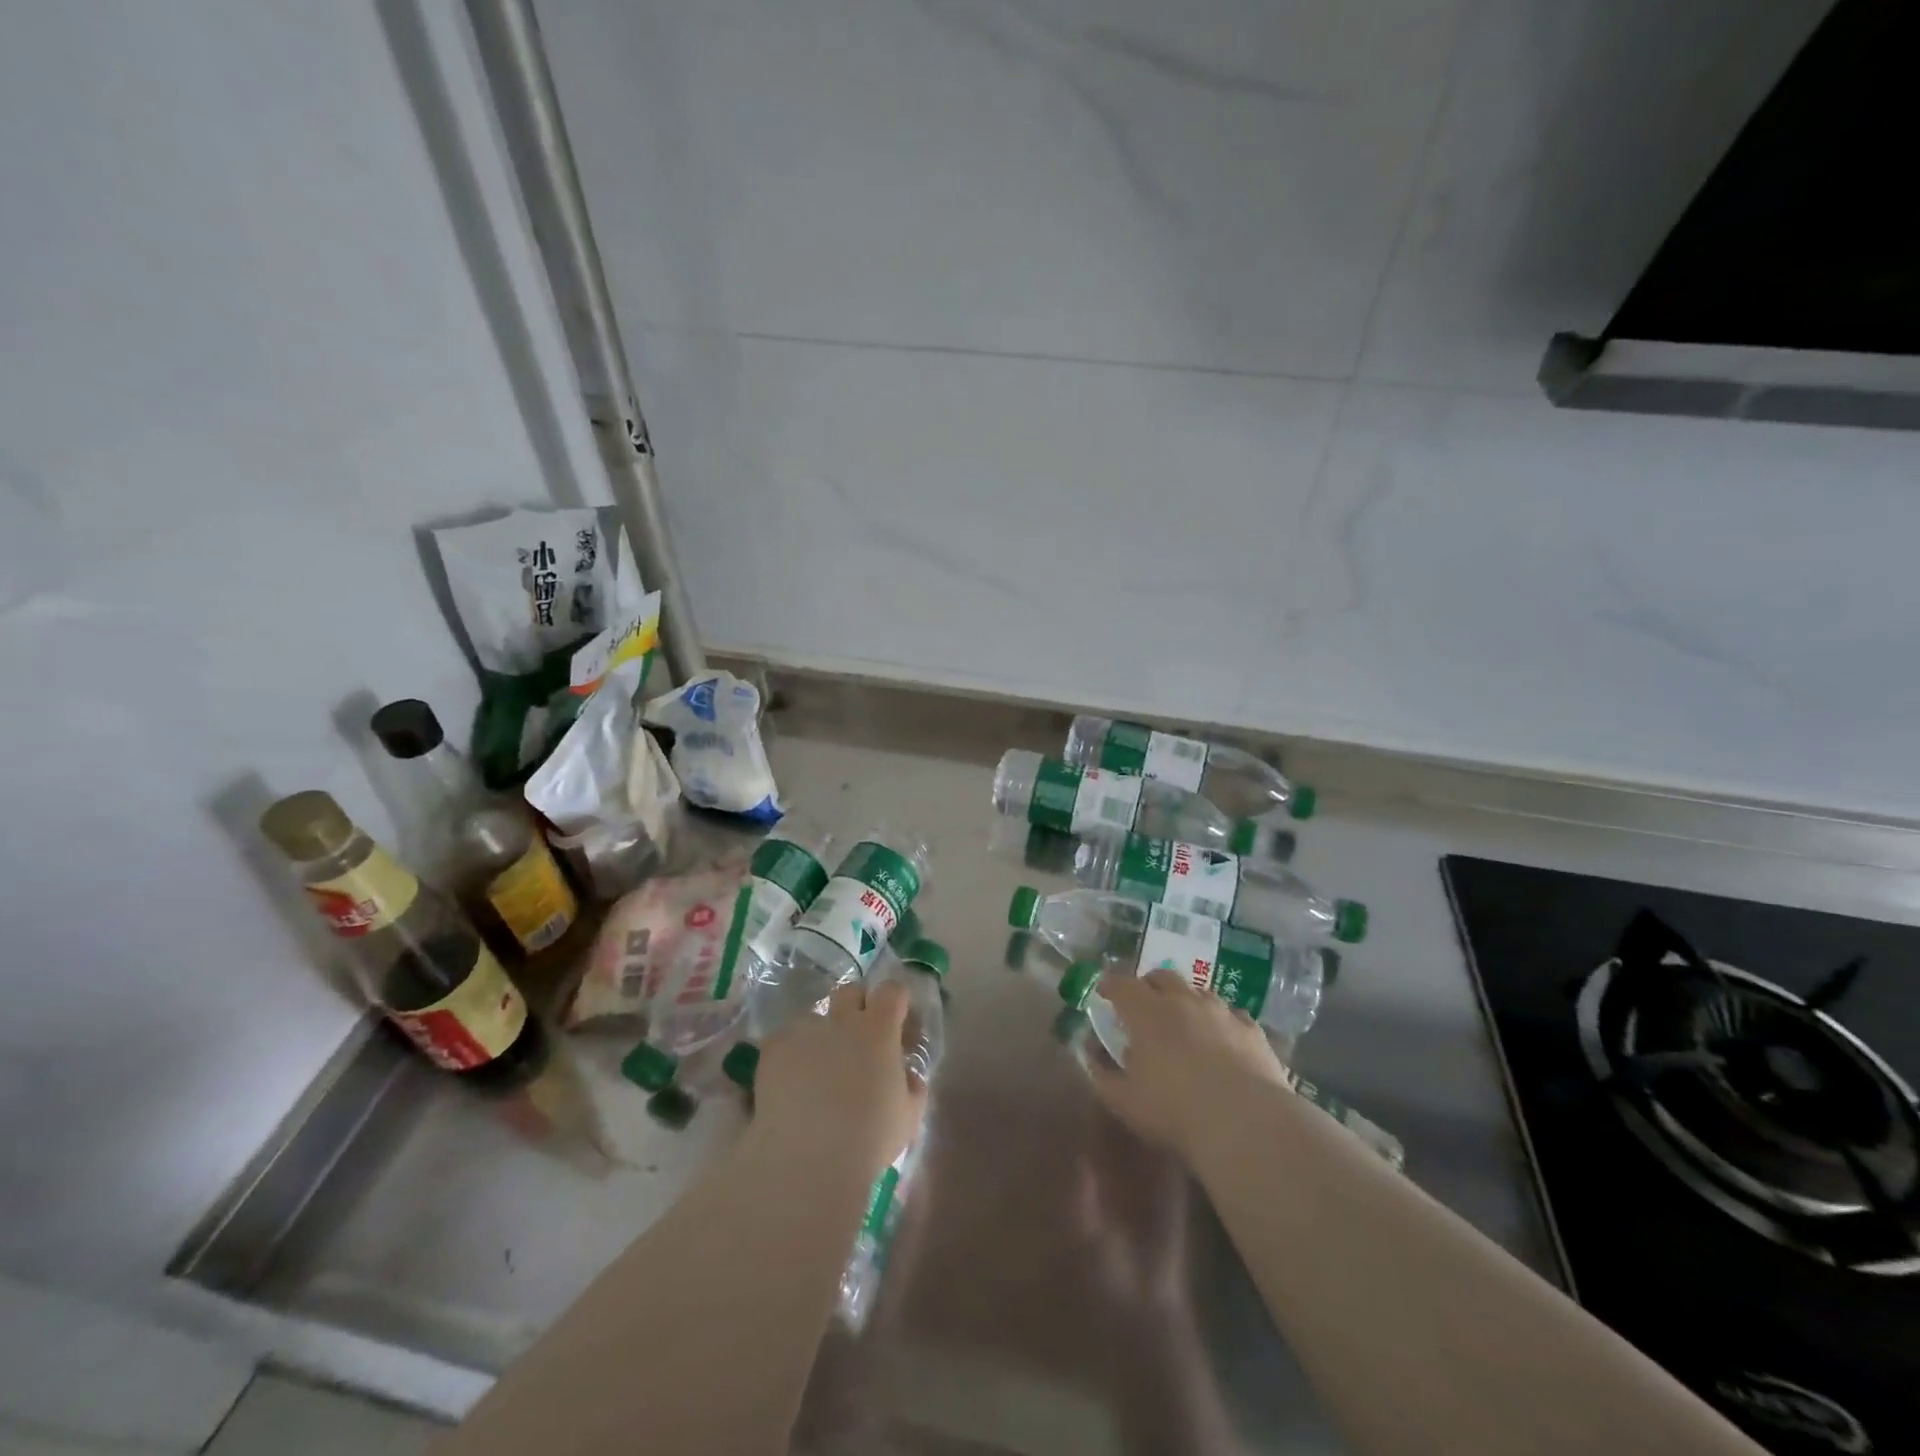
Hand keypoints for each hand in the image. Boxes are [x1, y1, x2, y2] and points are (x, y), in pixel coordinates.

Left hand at [751, 979, 926, 1181]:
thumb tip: (905, 1073)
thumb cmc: (868, 1139)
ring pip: (815, 1018)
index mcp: (879, 1029)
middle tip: (859, 1040)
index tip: (897, 1025)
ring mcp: (804, 1031)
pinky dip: (790, 1055)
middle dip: (857, 1006)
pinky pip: (784, 1040)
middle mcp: (842, 1020)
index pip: (892, 991)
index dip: (896, 1003)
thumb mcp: (908, 1116)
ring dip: (821, 1035)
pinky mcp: (773, 1049)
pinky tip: (790, 1085)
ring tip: (817, 1071)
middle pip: (851, 991)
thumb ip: (911, 1085)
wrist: (807, 1159)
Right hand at [1087, 970, 1287, 1162]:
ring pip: (1197, 991)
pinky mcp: (1251, 1030)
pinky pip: (1231, 1014)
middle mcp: (1183, 1000)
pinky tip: (1221, 1038)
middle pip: (1161, 977)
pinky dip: (1219, 1020)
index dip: (1109, 985)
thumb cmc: (1174, 1112)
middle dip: (1147, 986)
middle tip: (1142, 1005)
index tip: (1103, 992)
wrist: (1246, 1125)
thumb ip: (1101, 1072)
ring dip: (1184, 999)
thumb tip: (1090, 1050)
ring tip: (1182, 1021)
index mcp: (1146, 1012)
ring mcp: (1221, 1012)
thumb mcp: (1123, 1100)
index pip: (1121, 984)